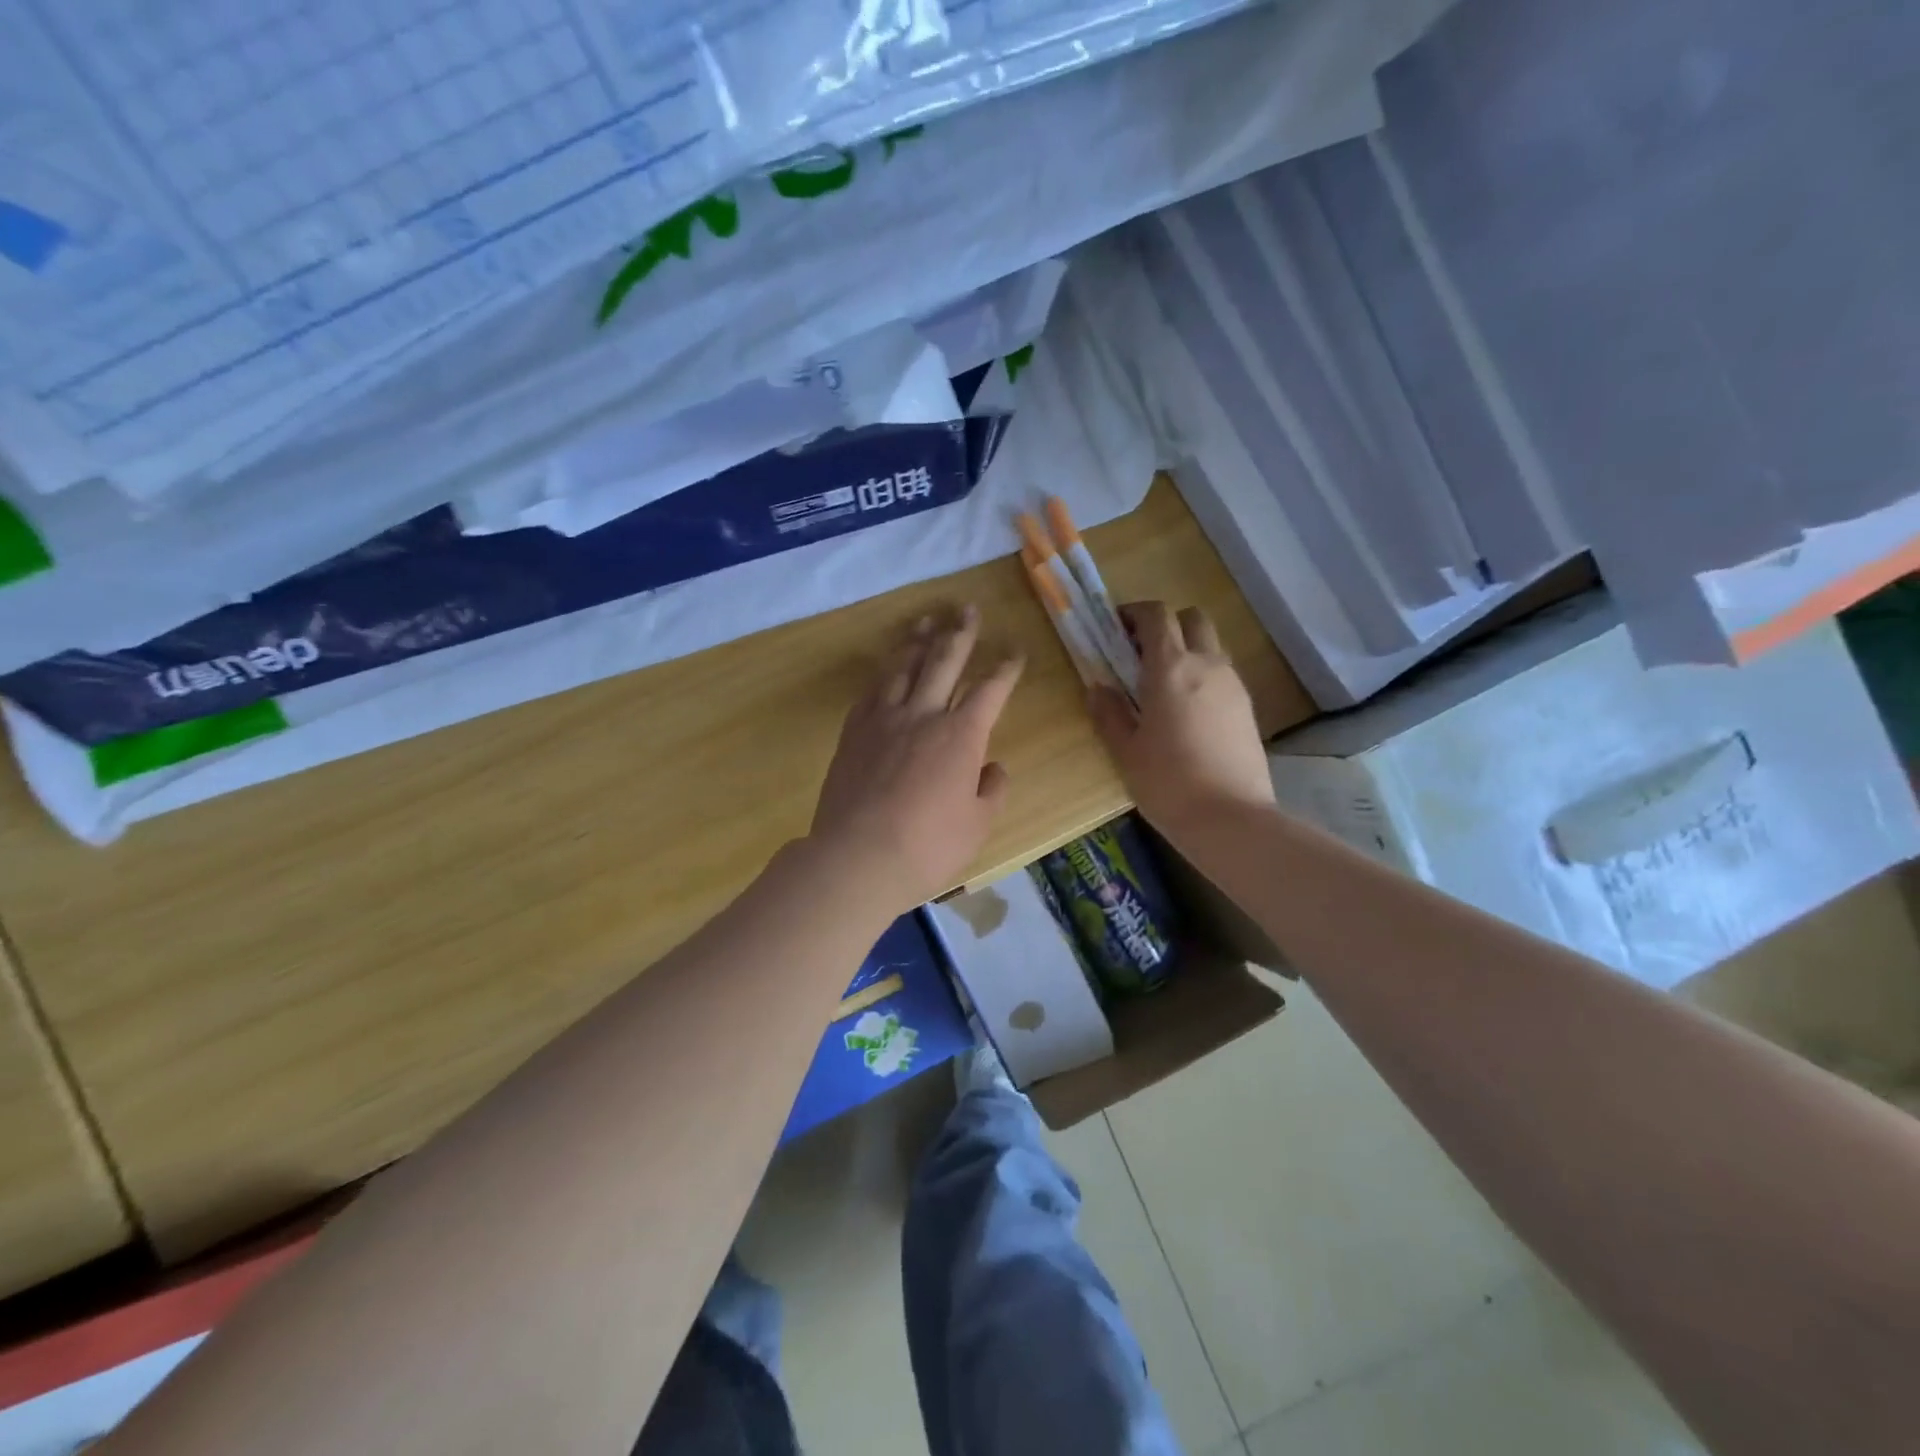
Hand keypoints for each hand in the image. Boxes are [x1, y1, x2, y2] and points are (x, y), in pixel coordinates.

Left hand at [810, 606, 1024, 915]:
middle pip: (944, 661)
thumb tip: (993, 767)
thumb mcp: (977, 825)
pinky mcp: (853, 732)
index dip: (1007, 668)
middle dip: (961, 633)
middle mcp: (923, 714)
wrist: (856, 858)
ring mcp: (883, 719)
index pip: (991, 689)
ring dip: (918, 641)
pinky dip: (884, 673)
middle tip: (967, 609)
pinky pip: (871, 690)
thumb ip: (991, 791)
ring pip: (903, 667)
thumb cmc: (928, 847)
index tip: (1016, 651)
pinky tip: (887, 668)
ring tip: (927, 622)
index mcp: (962, 735)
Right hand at [1088, 601, 1273, 839]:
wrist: (1230, 819)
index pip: (1156, 615)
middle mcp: (1207, 664)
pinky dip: (1203, 676)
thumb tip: (1097, 687)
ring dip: (1186, 650)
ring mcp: (1233, 685)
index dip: (1134, 613)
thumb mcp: (1125, 750)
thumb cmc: (1167, 782)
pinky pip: (1222, 674)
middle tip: (1141, 654)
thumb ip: (1109, 713)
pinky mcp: (1248, 708)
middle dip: (1166, 625)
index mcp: (1171, 668)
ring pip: (1210, 646)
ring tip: (1162, 686)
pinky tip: (1187, 712)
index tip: (1115, 628)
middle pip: (1192, 619)